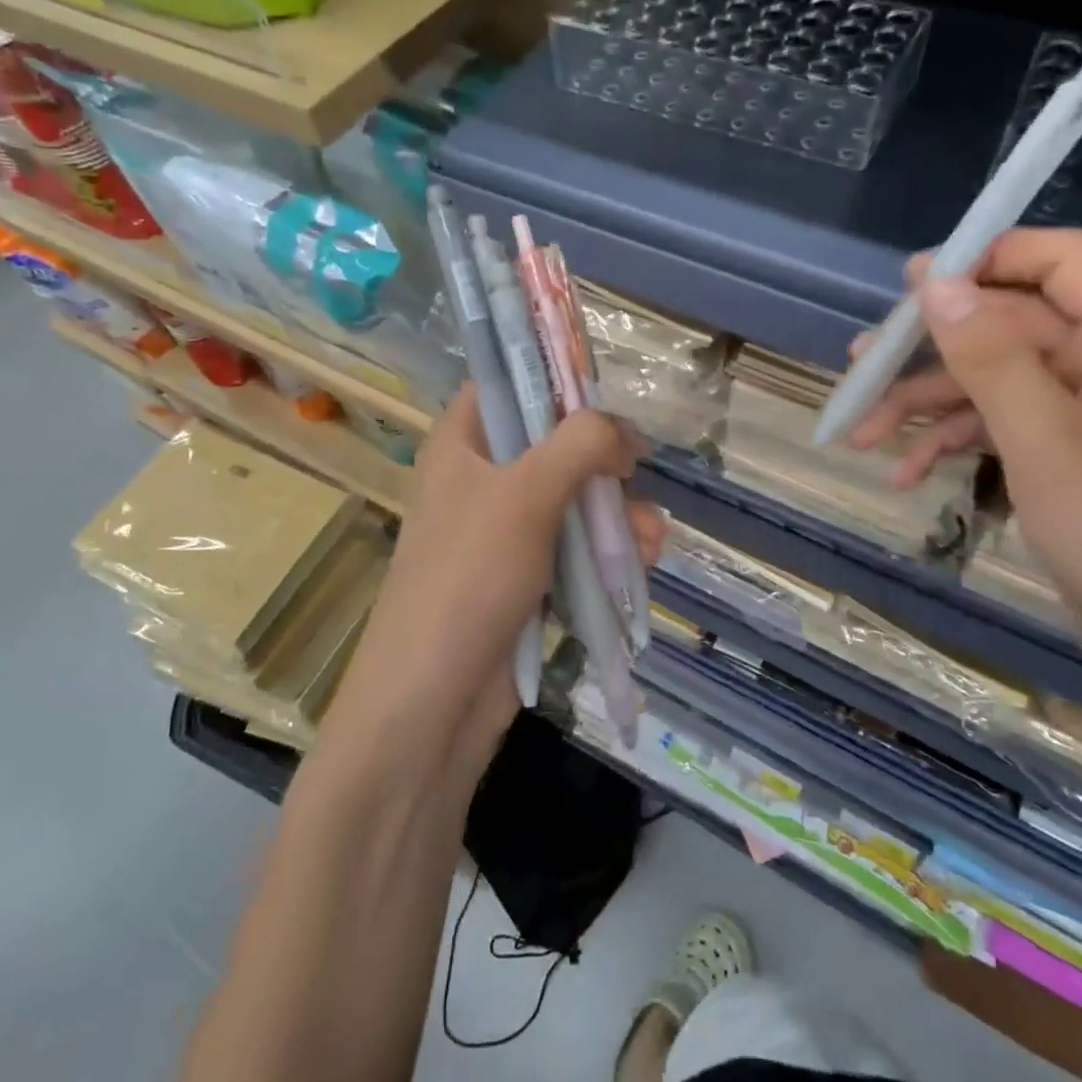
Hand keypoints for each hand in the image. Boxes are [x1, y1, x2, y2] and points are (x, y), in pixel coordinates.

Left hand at [320, 388, 664, 765]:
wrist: (432, 704)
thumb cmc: (468, 579)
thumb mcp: (525, 494)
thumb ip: (581, 444)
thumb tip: (625, 435)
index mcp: (462, 443)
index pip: (506, 383)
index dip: (553, 377)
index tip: (603, 390)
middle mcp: (482, 479)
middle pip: (554, 442)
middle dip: (604, 460)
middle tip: (636, 473)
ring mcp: (506, 532)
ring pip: (575, 499)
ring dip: (617, 512)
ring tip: (648, 538)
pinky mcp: (528, 578)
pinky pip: (577, 547)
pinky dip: (609, 550)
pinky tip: (642, 561)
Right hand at [849, 228, 1081, 668]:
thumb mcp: (1047, 443)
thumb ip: (991, 360)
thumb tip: (936, 286)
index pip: (1063, 263)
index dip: (990, 258)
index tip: (915, 283)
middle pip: (1007, 327)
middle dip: (930, 350)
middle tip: (862, 364)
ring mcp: (1081, 413)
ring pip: (990, 381)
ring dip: (924, 405)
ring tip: (861, 432)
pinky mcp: (1060, 454)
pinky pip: (995, 426)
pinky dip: (949, 443)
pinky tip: (903, 474)